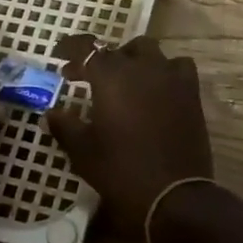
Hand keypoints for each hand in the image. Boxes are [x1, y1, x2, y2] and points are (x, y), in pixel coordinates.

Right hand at [45, 35, 213, 233]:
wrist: (173, 194)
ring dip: (133, 59)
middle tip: (88, 78)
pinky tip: (159, 86)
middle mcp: (141, 67)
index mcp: (111, 76)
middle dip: (101, 59)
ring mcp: (170, 77)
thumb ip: (65, 126)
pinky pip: (178, 66)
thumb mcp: (83, 151)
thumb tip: (51, 112)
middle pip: (118, 49)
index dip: (71, 49)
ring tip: (125, 78)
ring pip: (149, 51)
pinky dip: (165, 70)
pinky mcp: (191, 92)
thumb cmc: (121, 170)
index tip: (60, 58)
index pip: (87, 48)